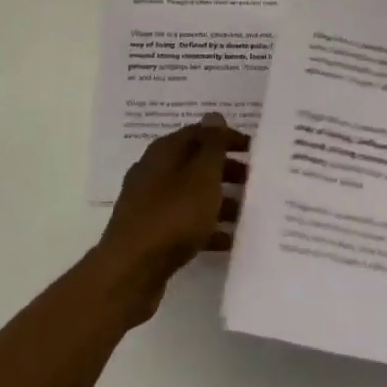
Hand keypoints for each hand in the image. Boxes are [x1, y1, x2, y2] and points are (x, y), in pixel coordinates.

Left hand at [96, 114, 248, 322]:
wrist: (131, 271)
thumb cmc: (172, 215)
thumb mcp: (201, 176)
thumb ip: (211, 146)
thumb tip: (213, 116)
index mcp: (164, 152)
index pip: (200, 133)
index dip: (227, 138)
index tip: (254, 150)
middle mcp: (155, 172)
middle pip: (196, 164)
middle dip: (226, 171)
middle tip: (255, 182)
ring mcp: (151, 204)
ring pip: (192, 195)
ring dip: (220, 201)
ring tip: (248, 215)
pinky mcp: (151, 234)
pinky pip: (185, 224)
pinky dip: (207, 228)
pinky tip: (229, 242)